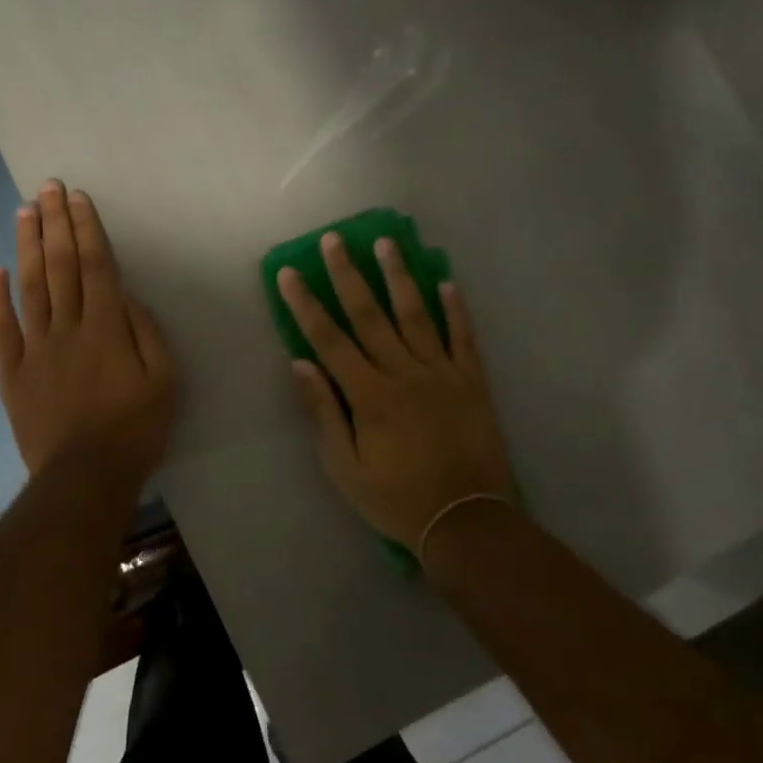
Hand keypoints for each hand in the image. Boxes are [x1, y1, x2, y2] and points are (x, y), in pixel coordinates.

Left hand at [0, 179, 177, 483]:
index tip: (77, 198)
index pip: (95, 266)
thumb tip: (126, 296)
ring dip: (27, 247)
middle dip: (55, 223)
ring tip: (23, 212)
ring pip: (30, 287)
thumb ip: (147, 332)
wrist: (85, 477)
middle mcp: (68, 328)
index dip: (86, 228)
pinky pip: (3, 329)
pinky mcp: (13, 372)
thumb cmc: (135, 429)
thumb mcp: (165, 380)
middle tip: (47, 187)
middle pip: (60, 266)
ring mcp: (35, 348)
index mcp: (106, 328)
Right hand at [277, 234, 513, 549]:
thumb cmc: (397, 499)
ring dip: (399, 276)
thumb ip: (323, 413)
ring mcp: (442, 373)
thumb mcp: (345, 469)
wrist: (466, 522)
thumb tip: (300, 363)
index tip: (290, 272)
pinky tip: (447, 282)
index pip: (329, 338)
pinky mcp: (472, 382)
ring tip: (387, 243)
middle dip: (348, 274)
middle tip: (334, 240)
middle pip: (370, 314)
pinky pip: (463, 337)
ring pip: (416, 314)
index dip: (306, 303)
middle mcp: (404, 373)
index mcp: (369, 395)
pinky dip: (456, 309)